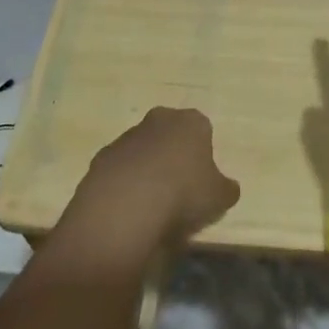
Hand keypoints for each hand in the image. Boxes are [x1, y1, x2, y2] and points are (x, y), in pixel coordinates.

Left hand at [62, 106, 240, 254]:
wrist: (125, 208)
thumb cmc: (183, 194)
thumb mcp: (219, 197)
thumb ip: (226, 188)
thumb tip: (228, 188)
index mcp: (191, 122)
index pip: (203, 129)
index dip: (203, 154)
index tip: (202, 180)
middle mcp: (158, 120)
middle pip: (170, 134)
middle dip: (173, 155)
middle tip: (178, 189)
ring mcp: (126, 137)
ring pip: (142, 150)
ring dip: (146, 169)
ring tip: (151, 205)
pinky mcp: (101, 158)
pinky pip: (119, 169)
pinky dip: (124, 184)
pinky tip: (128, 208)